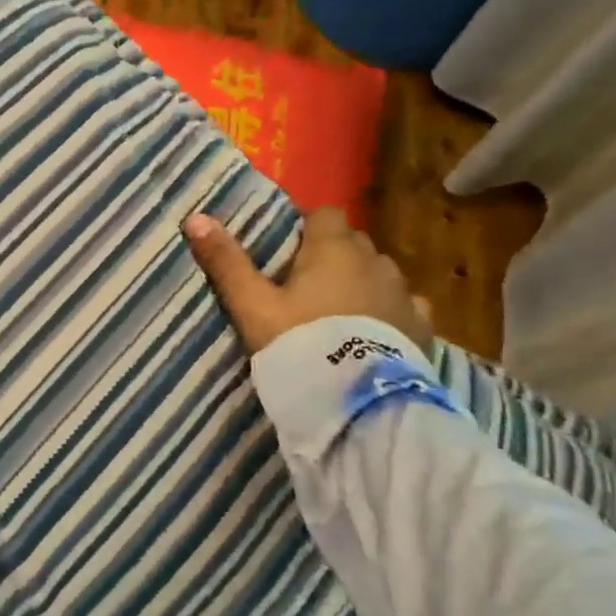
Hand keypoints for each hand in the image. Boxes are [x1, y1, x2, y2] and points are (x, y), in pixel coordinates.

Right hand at [184, 208, 433, 355]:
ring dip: (362, 283)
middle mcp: (375, 260)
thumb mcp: (252, 306)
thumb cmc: (299, 342)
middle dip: (333, 255)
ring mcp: (404, 293)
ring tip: (338, 312)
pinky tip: (376, 334)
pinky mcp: (421, 327)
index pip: (324, 214)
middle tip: (304, 285)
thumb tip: (194, 218)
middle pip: (353, 242)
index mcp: (334, 248)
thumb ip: (226, 263)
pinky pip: (406, 308)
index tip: (287, 250)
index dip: (306, 227)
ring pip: (380, 274)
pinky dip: (390, 313)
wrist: (356, 401)